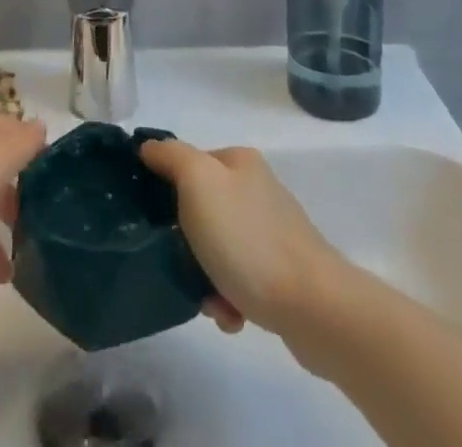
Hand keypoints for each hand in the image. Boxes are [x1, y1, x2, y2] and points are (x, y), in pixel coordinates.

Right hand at [140, 139, 343, 336]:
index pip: (188, 164)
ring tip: (209, 300)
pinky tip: (231, 315)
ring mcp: (272, 231)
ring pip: (218, 249)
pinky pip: (239, 280)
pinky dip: (228, 297)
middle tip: (179, 264)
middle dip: (186, 242)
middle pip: (201, 210)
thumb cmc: (247, 239)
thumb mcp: (198, 182)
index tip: (154, 220)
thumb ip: (171, 157)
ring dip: (205, 276)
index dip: (166, 189)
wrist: (312, 307)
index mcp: (239, 161)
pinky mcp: (283, 272)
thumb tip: (149, 146)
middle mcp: (257, 189)